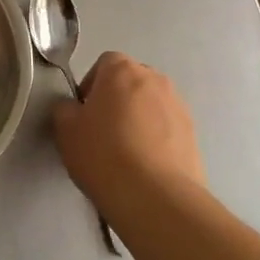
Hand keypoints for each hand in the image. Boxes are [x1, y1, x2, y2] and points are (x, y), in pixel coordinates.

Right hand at [52, 53, 206, 226]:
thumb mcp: (65, 130)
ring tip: (125, 151)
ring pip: (151, 105)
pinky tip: (143, 165)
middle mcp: (155, 80)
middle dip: (117, 99)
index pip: (105, 63)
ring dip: (138, 118)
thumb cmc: (103, 154)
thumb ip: (66, 109)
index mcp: (122, 71)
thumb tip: (74, 109)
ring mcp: (179, 107)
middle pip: (131, 82)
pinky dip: (155, 138)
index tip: (84, 111)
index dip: (91, 85)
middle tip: (102, 129)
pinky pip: (167, 128)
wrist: (155, 196)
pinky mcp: (194, 135)